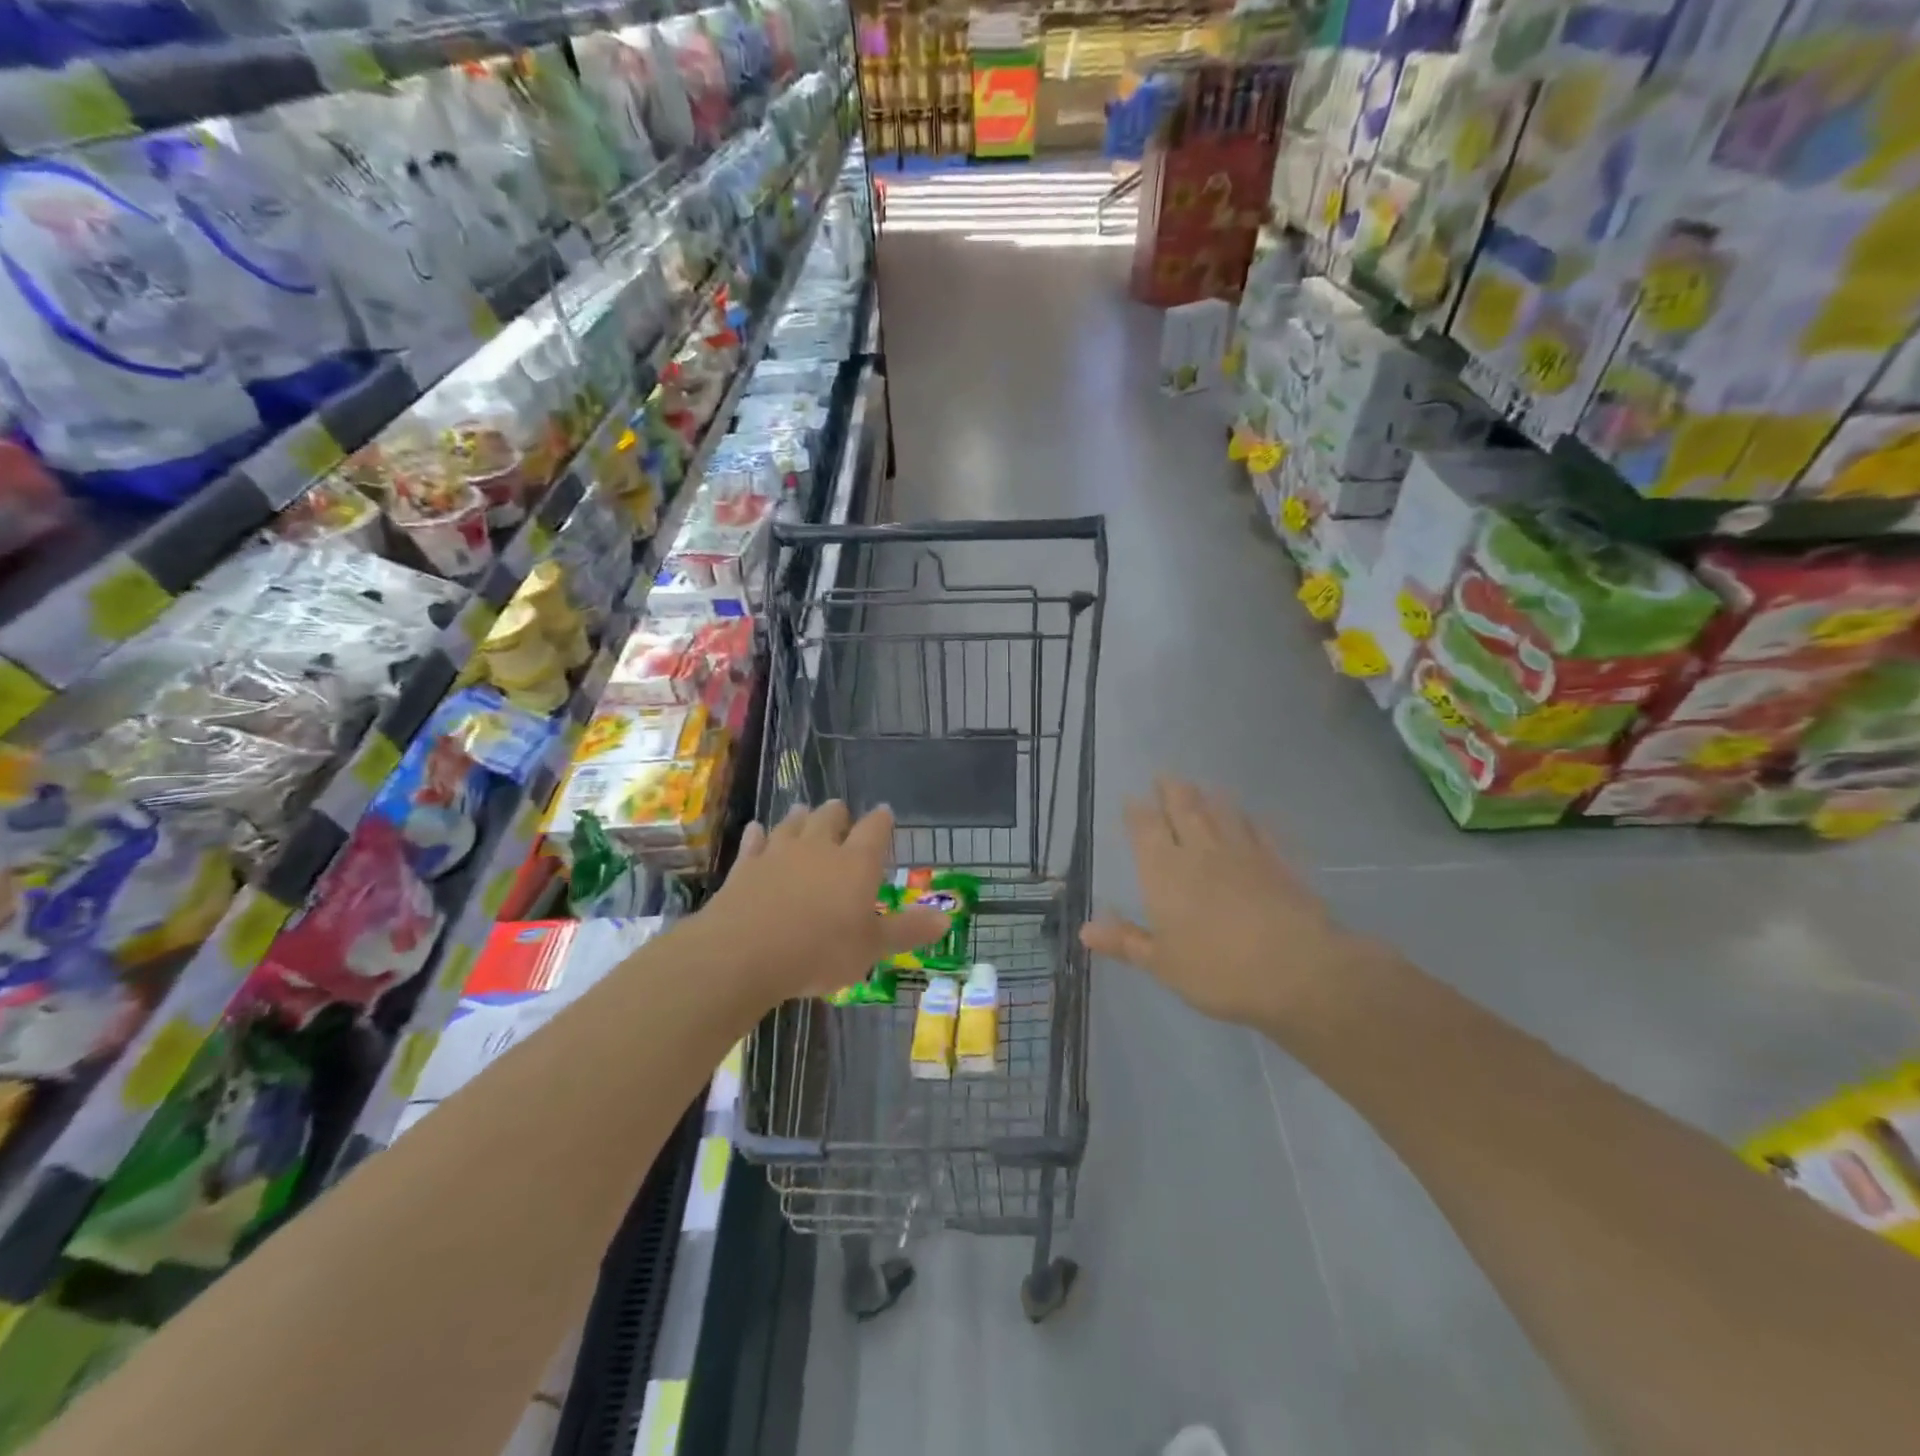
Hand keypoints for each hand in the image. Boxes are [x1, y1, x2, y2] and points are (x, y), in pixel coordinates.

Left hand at [704, 801, 949, 1003]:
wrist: (745, 953)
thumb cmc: (819, 951)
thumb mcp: (872, 947)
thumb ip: (907, 930)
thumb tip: (947, 918)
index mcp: (856, 863)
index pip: (875, 829)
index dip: (882, 819)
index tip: (885, 812)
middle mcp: (819, 848)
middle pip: (830, 817)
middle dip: (838, 814)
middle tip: (841, 814)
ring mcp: (778, 853)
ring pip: (792, 823)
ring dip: (800, 817)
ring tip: (803, 812)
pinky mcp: (745, 866)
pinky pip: (754, 841)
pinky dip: (758, 835)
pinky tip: (757, 831)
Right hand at [1080, 778, 1375, 1033]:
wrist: (1296, 969)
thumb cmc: (1217, 970)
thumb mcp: (1162, 964)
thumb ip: (1125, 941)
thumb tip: (1085, 929)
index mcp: (1164, 870)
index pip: (1145, 828)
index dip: (1137, 811)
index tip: (1131, 798)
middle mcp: (1200, 850)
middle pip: (1183, 807)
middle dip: (1170, 790)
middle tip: (1164, 777)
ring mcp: (1243, 851)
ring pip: (1221, 811)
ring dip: (1209, 796)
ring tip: (1203, 787)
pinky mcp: (1278, 861)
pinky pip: (1260, 830)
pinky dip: (1251, 820)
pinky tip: (1251, 817)